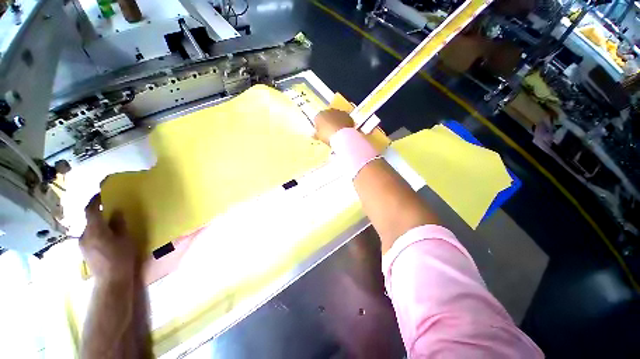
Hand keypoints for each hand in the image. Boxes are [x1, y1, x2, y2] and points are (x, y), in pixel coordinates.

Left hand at [81, 194, 137, 282]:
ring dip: (98, 224)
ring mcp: (82, 244)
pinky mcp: (84, 252)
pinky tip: (107, 239)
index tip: (102, 194)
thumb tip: (116, 211)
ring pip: (90, 229)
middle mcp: (84, 235)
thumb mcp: (125, 238)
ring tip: (111, 227)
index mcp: (94, 229)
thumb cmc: (121, 257)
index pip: (90, 210)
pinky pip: (89, 237)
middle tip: (111, 212)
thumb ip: (119, 224)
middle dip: (99, 214)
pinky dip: (97, 233)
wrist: (111, 280)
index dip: (95, 200)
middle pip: (89, 220)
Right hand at [314, 109, 353, 144]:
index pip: (317, 119)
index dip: (319, 126)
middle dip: (328, 122)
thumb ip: (315, 134)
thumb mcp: (319, 137)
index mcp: (320, 115)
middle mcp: (329, 111)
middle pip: (327, 116)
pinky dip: (343, 123)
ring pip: (336, 116)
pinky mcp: (348, 115)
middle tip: (329, 131)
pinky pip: (344, 119)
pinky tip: (343, 130)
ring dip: (336, 121)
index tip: (320, 132)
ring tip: (337, 131)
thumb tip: (313, 134)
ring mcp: (339, 112)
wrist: (342, 135)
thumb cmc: (327, 136)